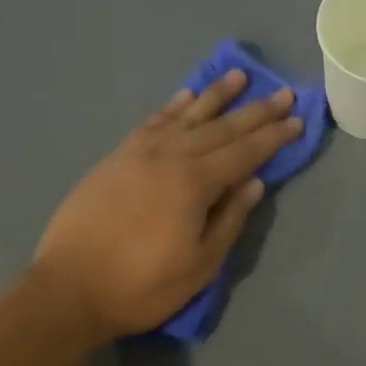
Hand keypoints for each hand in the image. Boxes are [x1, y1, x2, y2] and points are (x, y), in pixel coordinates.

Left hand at [32, 70, 302, 341]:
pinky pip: (152, 123)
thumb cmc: (142, 285)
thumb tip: (254, 182)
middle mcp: (169, 157)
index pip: (244, 153)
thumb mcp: (200, 264)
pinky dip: (172, 108)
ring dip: (214, 96)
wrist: (69, 289)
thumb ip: (229, 219)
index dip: (273, 137)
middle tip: (282, 93)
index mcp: (194, 183)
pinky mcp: (116, 158)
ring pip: (185, 116)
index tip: (296, 119)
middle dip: (254, 111)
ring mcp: (138, 154)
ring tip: (237, 76)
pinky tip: (185, 97)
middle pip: (220, 128)